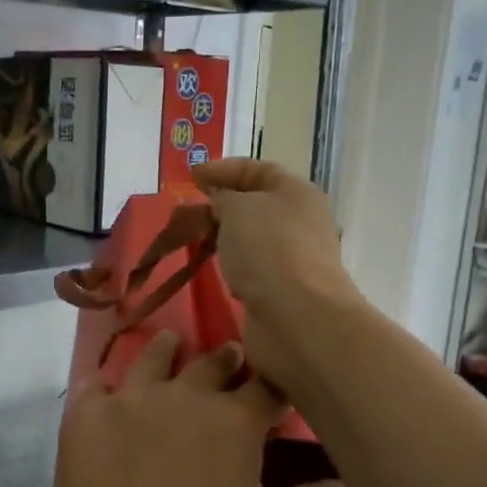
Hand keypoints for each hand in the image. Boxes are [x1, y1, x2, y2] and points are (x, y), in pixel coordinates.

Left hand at [51, 330, 354, 486]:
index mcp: (235, 420)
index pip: (267, 385)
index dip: (273, 385)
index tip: (273, 389)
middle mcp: (187, 393)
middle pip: (213, 360)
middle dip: (225, 360)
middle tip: (228, 361)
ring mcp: (133, 396)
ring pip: (155, 355)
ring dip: (168, 352)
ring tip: (172, 348)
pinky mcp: (89, 410)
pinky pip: (97, 383)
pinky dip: (107, 388)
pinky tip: (108, 395)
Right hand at [193, 158, 362, 387]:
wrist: (297, 317)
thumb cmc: (268, 249)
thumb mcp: (237, 208)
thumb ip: (222, 197)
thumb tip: (219, 201)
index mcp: (296, 192)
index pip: (256, 170)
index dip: (222, 169)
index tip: (190, 177)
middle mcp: (300, 222)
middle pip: (255, 205)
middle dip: (220, 206)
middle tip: (186, 214)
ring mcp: (293, 259)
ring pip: (251, 240)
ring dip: (224, 239)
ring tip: (193, 242)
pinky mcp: (282, 291)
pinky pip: (251, 270)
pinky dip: (232, 267)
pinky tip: (215, 272)